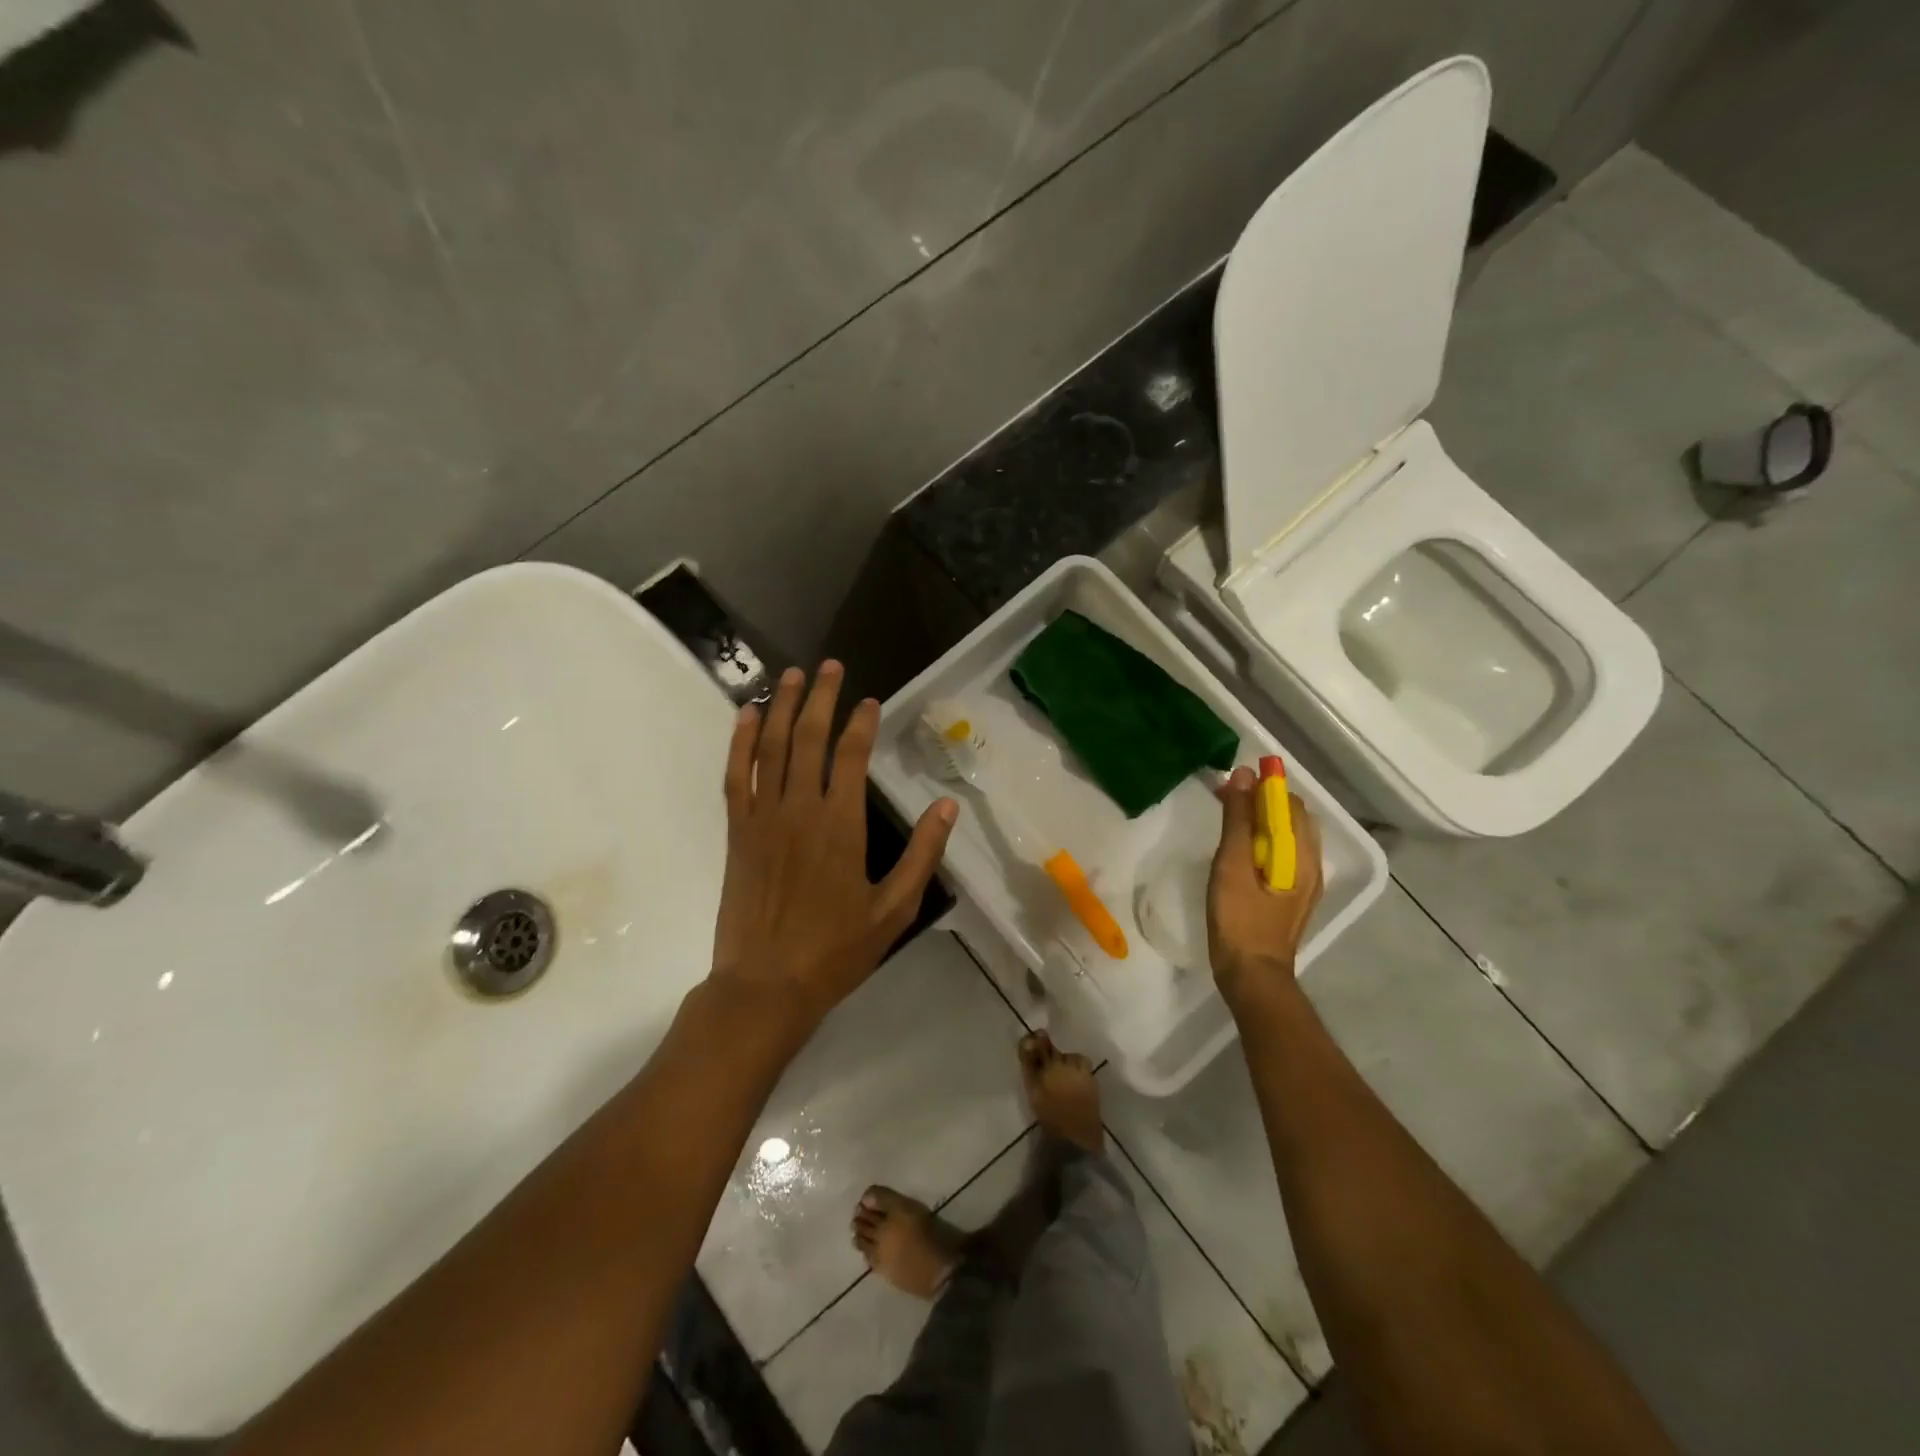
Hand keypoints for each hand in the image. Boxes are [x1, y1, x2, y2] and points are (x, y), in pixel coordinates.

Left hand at [710, 662, 957, 1034]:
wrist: (765, 986)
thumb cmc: (835, 950)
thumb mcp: (894, 909)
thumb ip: (922, 854)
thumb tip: (947, 806)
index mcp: (840, 825)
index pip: (851, 756)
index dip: (861, 723)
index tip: (870, 701)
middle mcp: (799, 809)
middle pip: (807, 738)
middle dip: (821, 697)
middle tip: (830, 666)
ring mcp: (762, 817)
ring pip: (769, 747)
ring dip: (780, 707)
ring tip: (791, 675)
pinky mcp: (737, 831)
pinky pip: (736, 776)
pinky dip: (739, 742)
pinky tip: (745, 716)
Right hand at [1207, 766, 1323, 1010]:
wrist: (1252, 976)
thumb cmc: (1240, 920)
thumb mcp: (1233, 865)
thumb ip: (1238, 820)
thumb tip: (1242, 776)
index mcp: (1302, 855)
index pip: (1289, 804)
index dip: (1263, 786)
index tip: (1231, 781)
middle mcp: (1311, 864)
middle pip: (1290, 818)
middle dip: (1260, 801)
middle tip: (1224, 798)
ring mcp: (1303, 882)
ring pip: (1286, 837)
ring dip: (1259, 821)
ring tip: (1227, 819)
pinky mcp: (1290, 896)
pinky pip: (1280, 855)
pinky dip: (1260, 841)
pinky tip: (1238, 851)